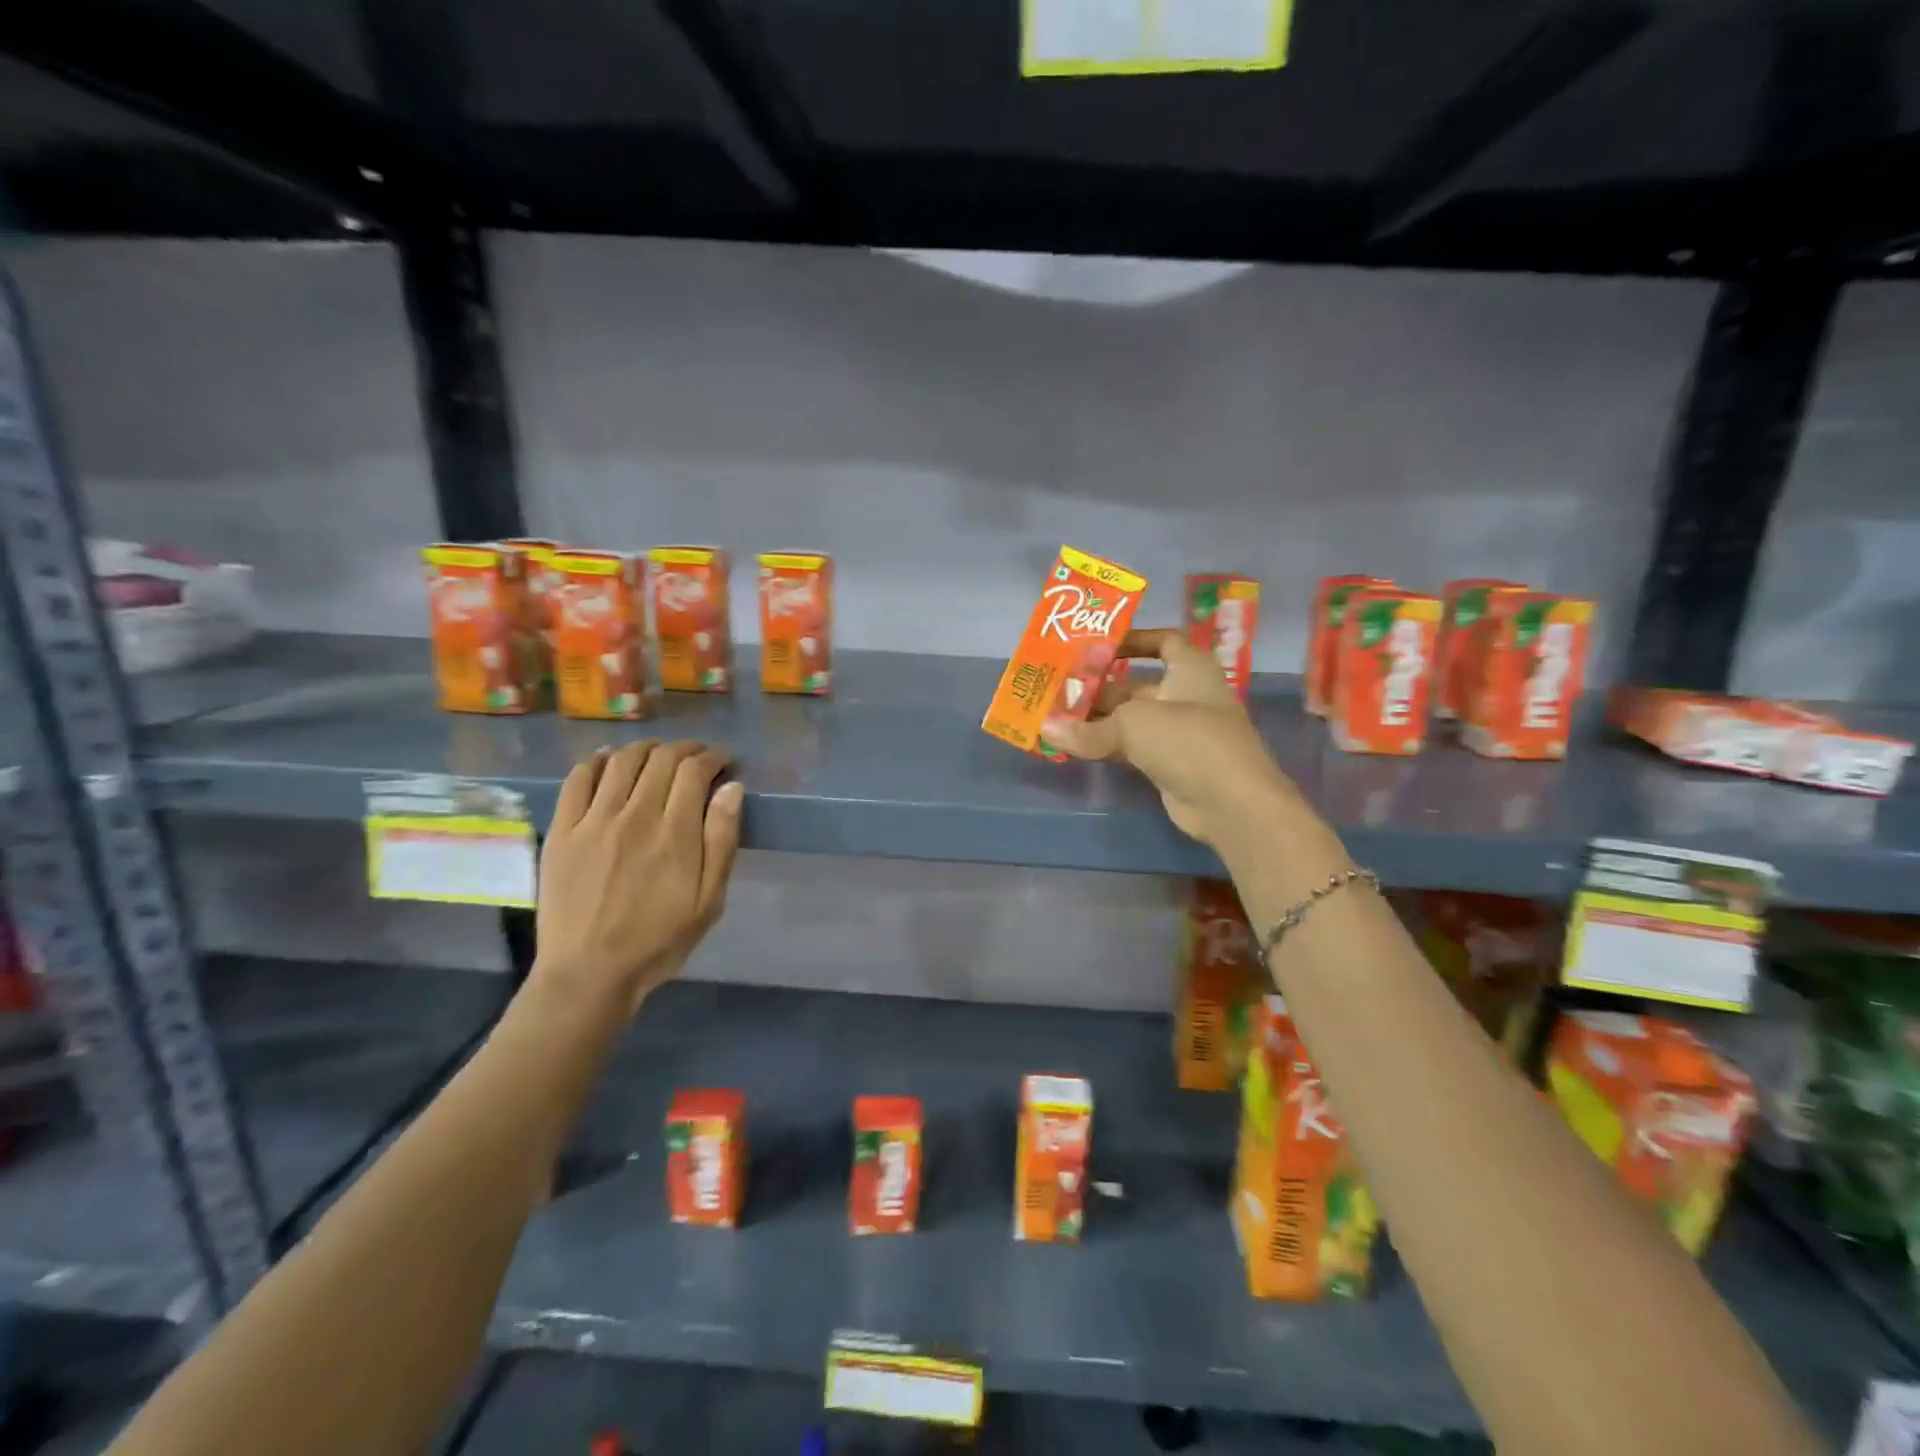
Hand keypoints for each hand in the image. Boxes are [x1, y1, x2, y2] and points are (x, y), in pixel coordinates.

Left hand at [532, 740, 743, 1015]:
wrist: (589, 973)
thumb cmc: (659, 940)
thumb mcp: (709, 900)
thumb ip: (722, 840)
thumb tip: (732, 788)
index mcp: (675, 834)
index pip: (695, 771)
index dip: (713, 757)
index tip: (724, 761)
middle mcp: (635, 816)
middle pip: (662, 759)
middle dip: (686, 749)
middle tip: (697, 757)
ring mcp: (593, 821)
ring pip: (622, 761)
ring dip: (647, 749)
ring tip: (659, 755)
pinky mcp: (562, 831)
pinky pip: (578, 779)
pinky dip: (598, 761)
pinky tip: (610, 761)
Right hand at [1041, 628, 1295, 845]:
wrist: (1231, 803)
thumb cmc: (1188, 741)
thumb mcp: (1133, 725)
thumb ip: (1087, 728)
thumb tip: (1045, 729)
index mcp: (1190, 669)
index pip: (1163, 641)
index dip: (1133, 640)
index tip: (1097, 647)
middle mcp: (1186, 695)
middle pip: (1136, 684)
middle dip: (1099, 686)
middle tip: (1058, 689)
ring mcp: (1179, 732)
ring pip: (1131, 718)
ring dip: (1097, 719)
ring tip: (1056, 717)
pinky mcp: (1170, 763)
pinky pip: (1132, 747)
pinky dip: (1106, 745)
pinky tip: (1075, 746)